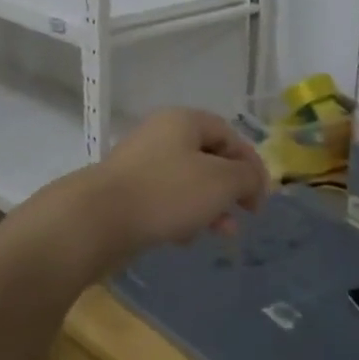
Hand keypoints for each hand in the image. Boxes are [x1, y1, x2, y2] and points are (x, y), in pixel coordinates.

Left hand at [68, 109, 268, 274]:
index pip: (229, 134)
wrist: (97, 220)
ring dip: (210, 207)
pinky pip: (164, 200)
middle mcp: (161, 135)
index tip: (261, 197)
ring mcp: (140, 164)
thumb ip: (247, 177)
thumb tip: (252, 179)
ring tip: (220, 233)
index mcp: (183, 120)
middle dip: (231, 189)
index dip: (251, 163)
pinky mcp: (125, 193)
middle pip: (208, 158)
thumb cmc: (167, 193)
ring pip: (187, 182)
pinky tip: (184, 239)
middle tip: (244, 215)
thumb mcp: (221, 182)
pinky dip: (181, 216)